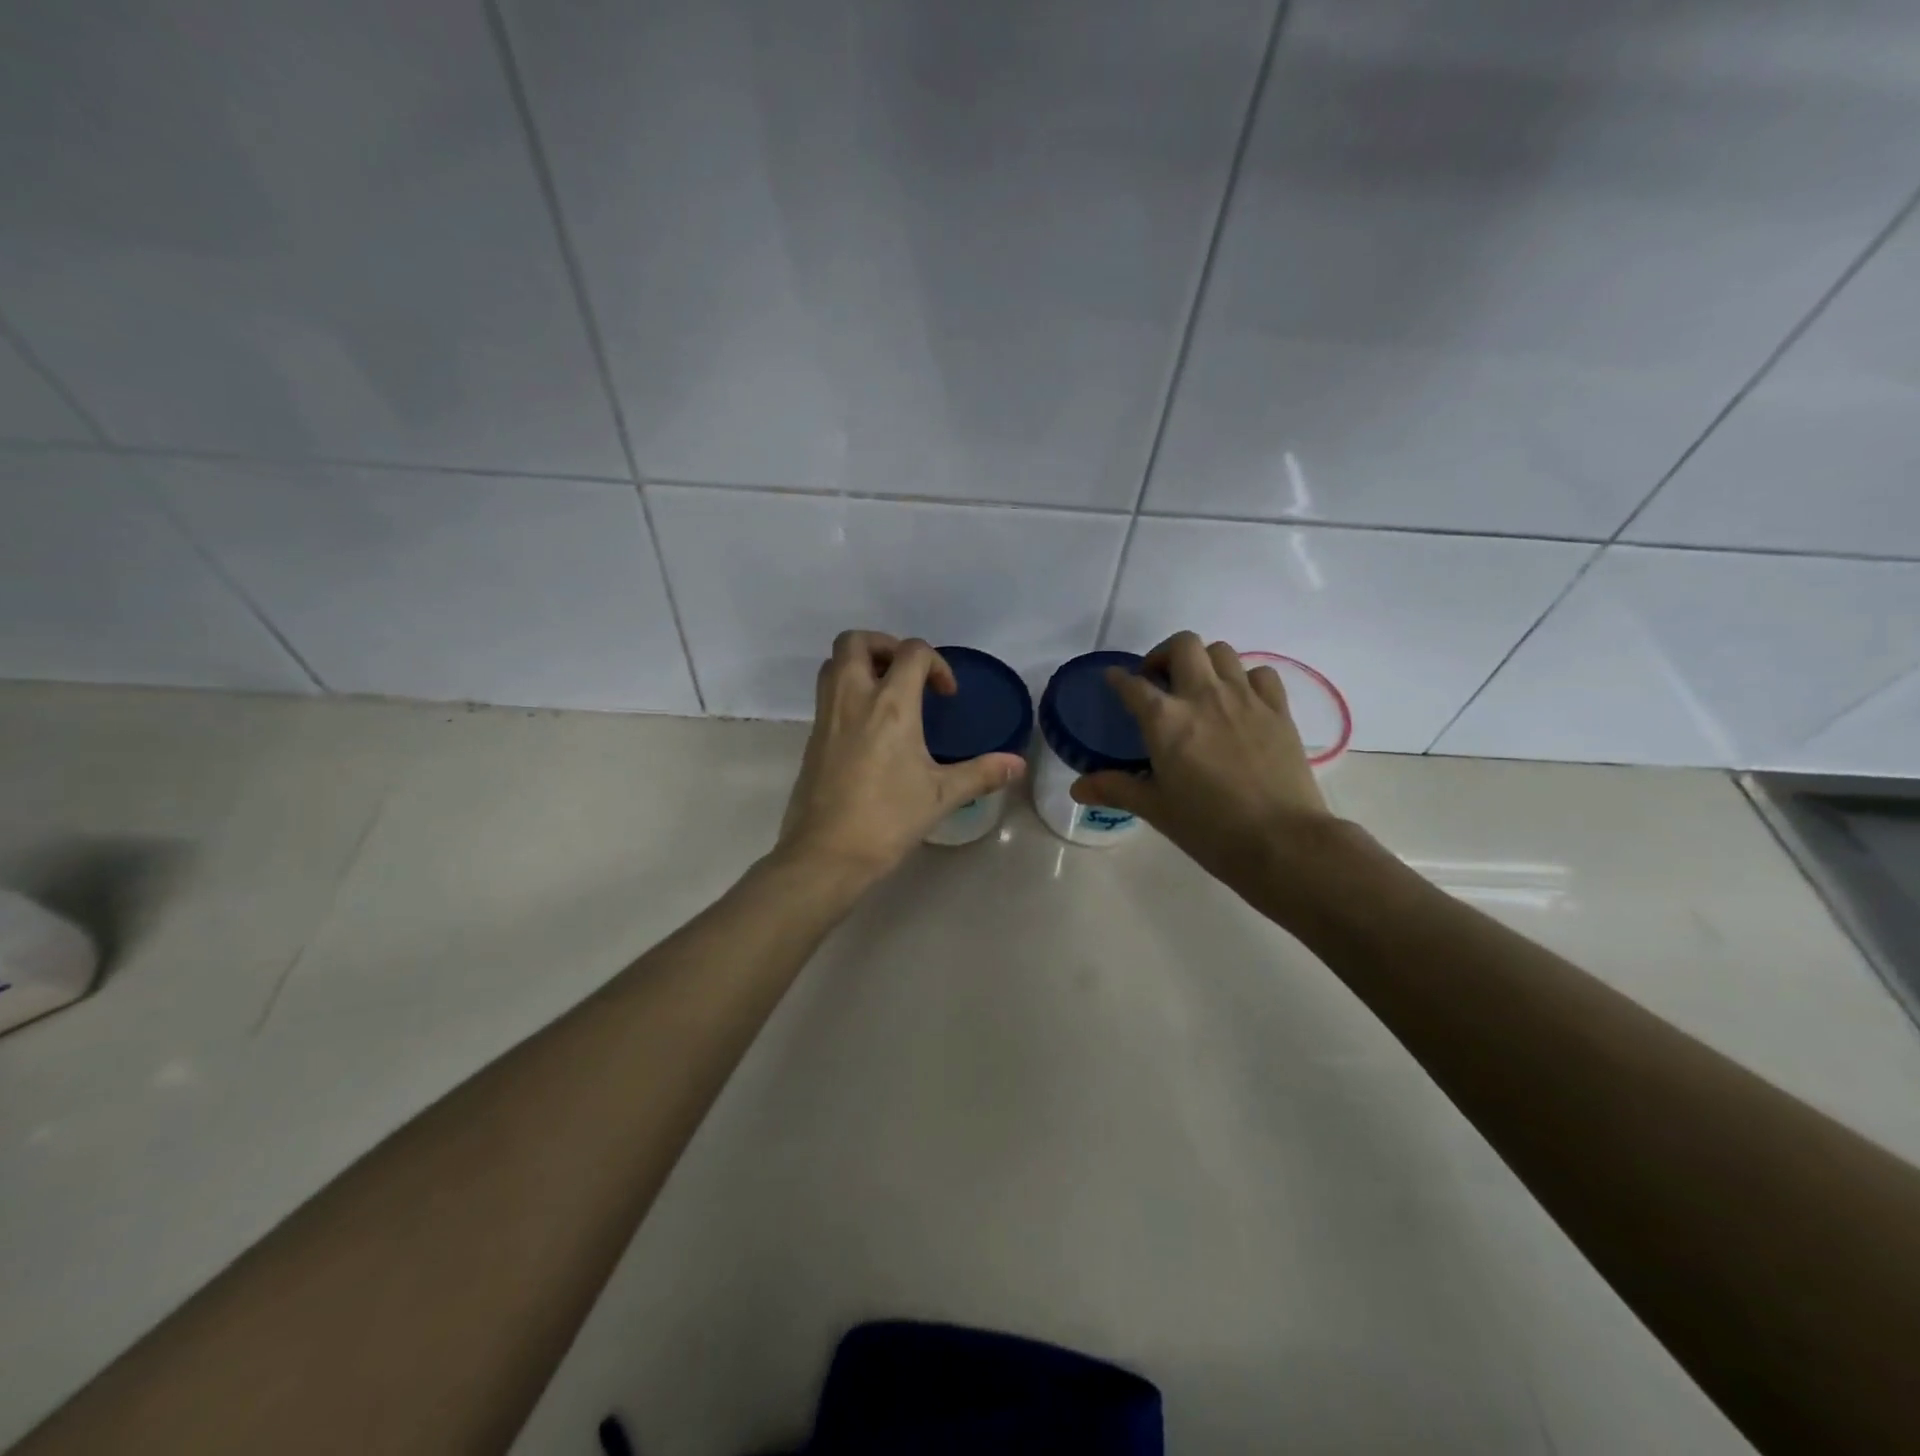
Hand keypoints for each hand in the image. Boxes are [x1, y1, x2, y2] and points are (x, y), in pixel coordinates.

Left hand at [777, 631, 1026, 884]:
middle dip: (885, 645)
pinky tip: (869, 727)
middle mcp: (853, 698)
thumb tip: (1018, 764)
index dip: (936, 663)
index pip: (912, 652)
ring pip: (834, 663)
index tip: (946, 695)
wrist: (826, 854)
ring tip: (888, 693)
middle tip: (907, 674)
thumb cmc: (888, 819)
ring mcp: (826, 716)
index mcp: (890, 705)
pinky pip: (826, 693)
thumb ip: (981, 773)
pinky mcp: (812, 737)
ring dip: (861, 663)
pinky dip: (847, 691)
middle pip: (856, 641)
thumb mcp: (941, 796)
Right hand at [1071, 631, 1336, 892]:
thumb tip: (1077, 787)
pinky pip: (1261, 673)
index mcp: (1165, 720)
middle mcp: (1203, 696)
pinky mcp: (1278, 710)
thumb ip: (1115, 788)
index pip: (1133, 685)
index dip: (1118, 679)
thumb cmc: (1208, 827)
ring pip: (1222, 651)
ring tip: (1199, 688)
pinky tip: (1241, 701)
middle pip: (1183, 645)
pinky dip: (1246, 679)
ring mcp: (1245, 698)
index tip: (1114, 679)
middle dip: (1165, 655)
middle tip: (1159, 681)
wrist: (1280, 841)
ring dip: (1204, 662)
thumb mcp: (1155, 809)